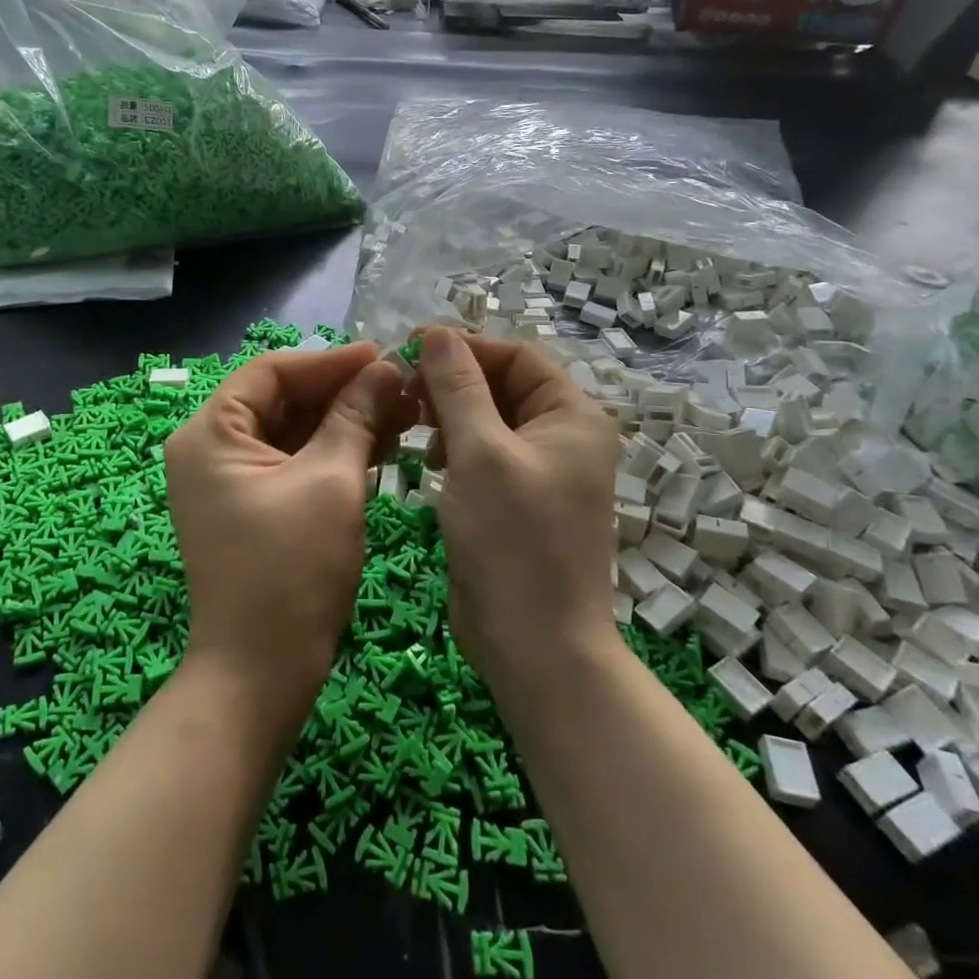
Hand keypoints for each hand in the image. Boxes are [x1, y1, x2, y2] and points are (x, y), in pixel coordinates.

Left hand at [165, 344, 413, 711]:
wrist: (262, 672)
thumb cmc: (292, 570)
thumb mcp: (331, 481)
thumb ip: (356, 415)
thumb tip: (386, 367)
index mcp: (209, 433)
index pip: (271, 372)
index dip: (330, 361)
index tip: (385, 357)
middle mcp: (208, 448)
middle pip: (281, 399)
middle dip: (342, 393)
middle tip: (400, 388)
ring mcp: (226, 480)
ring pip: (290, 431)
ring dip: (342, 422)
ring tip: (401, 414)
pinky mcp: (249, 506)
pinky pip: (291, 462)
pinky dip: (331, 453)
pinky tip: (380, 447)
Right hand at [414, 327, 620, 690]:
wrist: (535, 645)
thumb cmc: (512, 540)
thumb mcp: (480, 452)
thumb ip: (457, 387)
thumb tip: (437, 333)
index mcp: (573, 416)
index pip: (517, 356)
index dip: (465, 348)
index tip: (409, 349)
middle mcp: (565, 437)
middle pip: (504, 386)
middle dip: (454, 383)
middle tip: (405, 391)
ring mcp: (544, 472)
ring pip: (491, 420)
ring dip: (452, 415)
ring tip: (417, 430)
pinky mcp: (520, 501)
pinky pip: (487, 455)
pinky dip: (458, 448)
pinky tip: (432, 461)